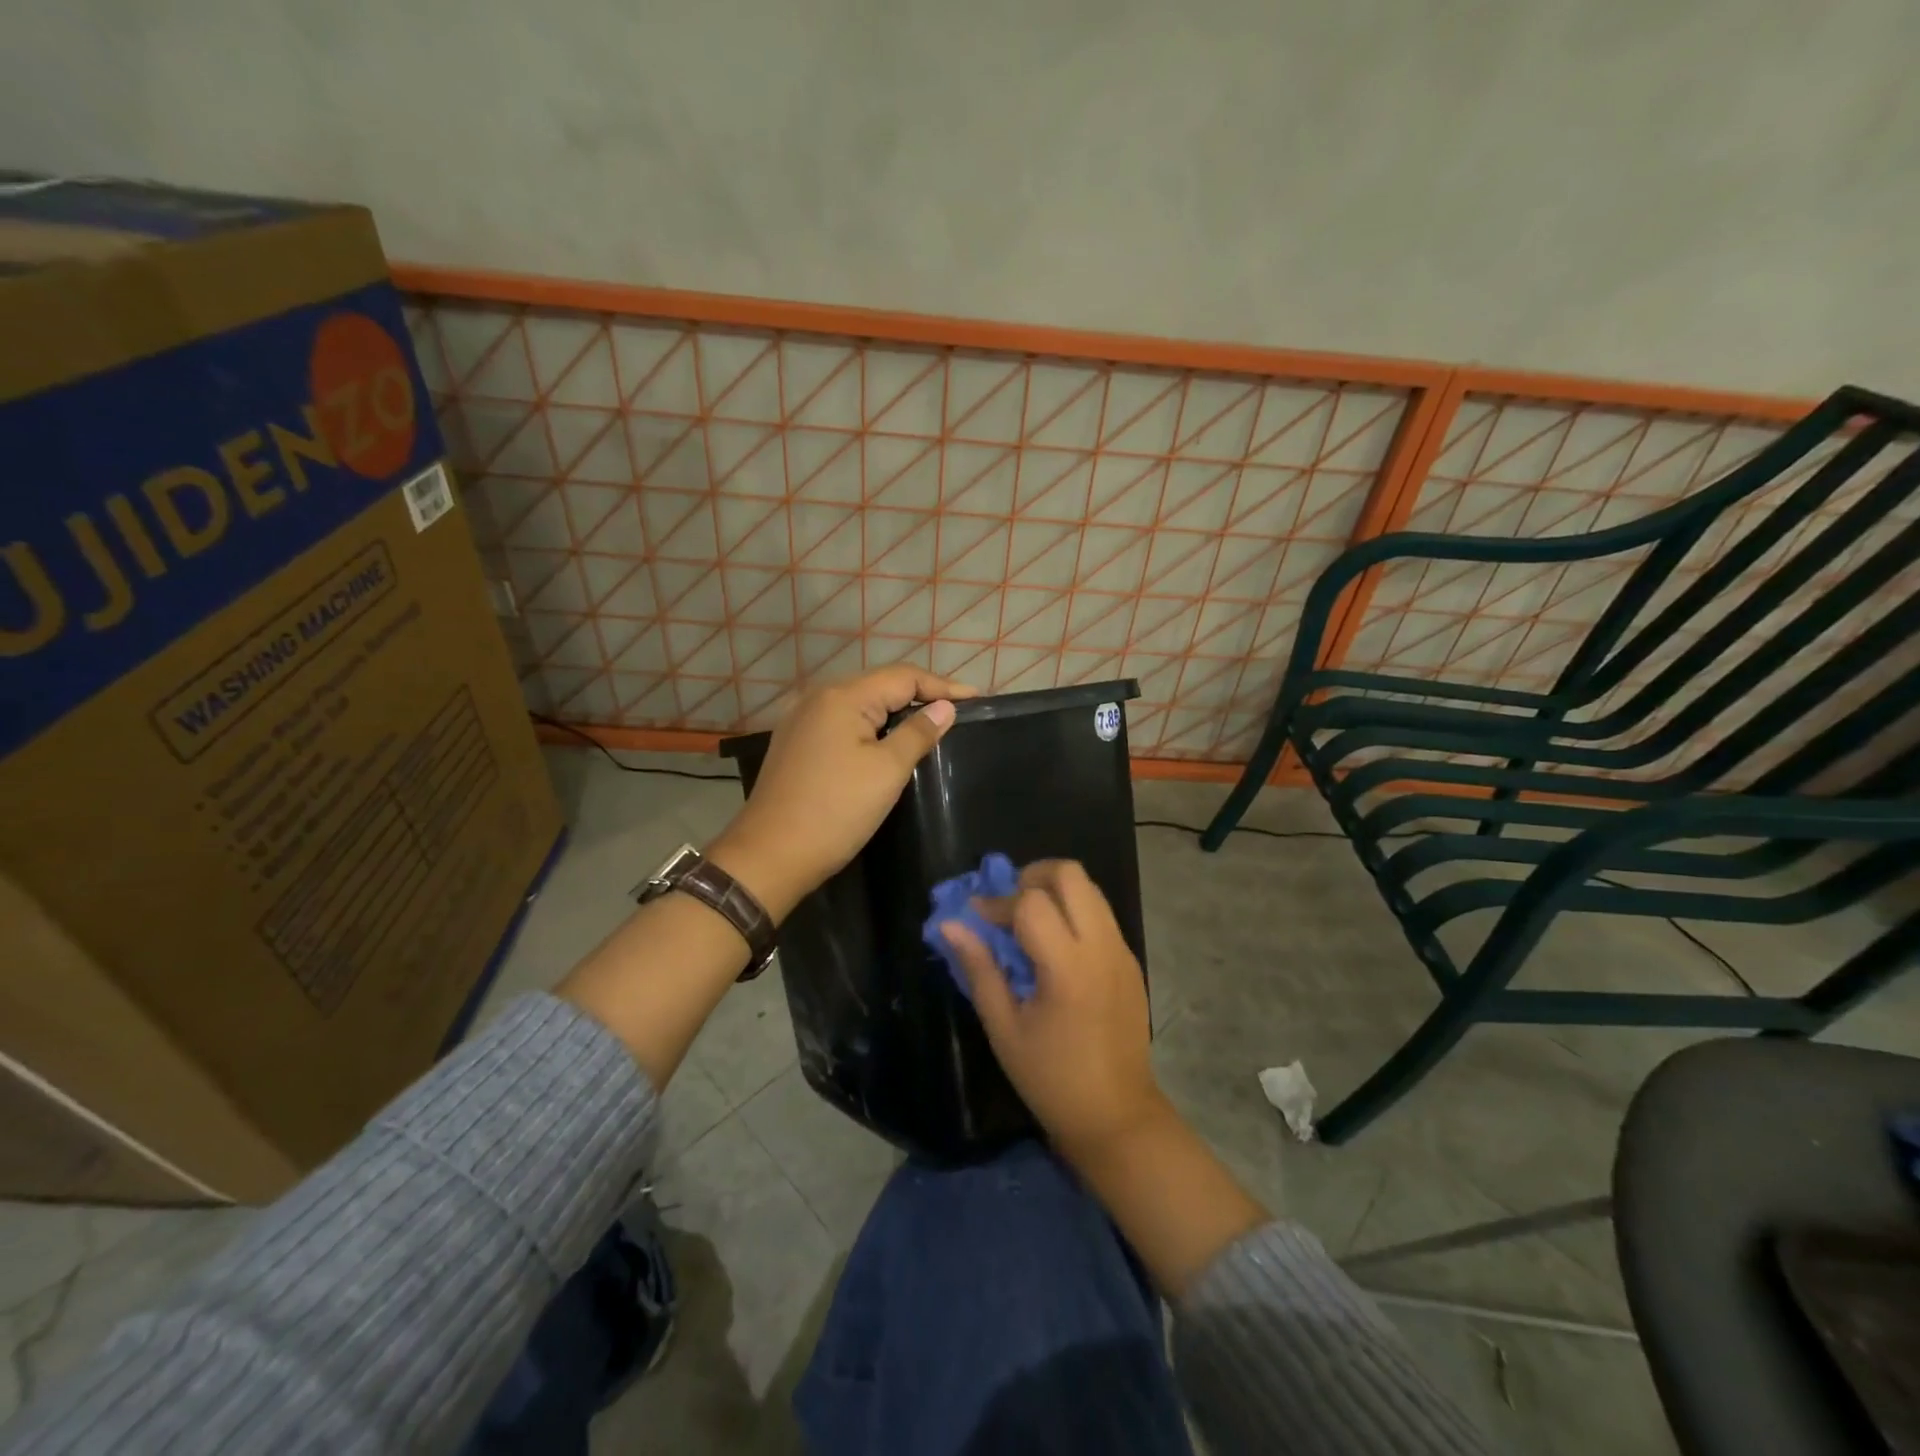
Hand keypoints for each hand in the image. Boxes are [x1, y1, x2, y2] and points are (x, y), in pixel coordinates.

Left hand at [712, 665, 974, 918]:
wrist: (770, 856)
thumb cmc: (835, 811)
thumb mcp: (886, 771)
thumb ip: (917, 733)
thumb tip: (944, 708)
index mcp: (842, 697)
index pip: (902, 676)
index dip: (941, 686)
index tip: (975, 700)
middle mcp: (817, 698)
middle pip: (878, 685)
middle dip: (918, 695)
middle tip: (955, 713)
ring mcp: (801, 721)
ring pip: (859, 705)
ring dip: (893, 712)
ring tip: (928, 724)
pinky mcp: (795, 744)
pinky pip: (841, 724)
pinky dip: (869, 728)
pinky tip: (885, 742)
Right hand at [941, 861, 1170, 1163]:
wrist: (1117, 1116)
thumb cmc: (1050, 1078)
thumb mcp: (1004, 1028)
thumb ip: (979, 969)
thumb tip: (951, 926)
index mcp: (1068, 967)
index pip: (1031, 903)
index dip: (997, 902)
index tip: (976, 917)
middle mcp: (1101, 947)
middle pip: (1071, 874)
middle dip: (1033, 876)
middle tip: (1009, 903)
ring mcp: (1122, 951)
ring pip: (1090, 888)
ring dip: (1056, 891)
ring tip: (1028, 921)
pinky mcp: (1131, 961)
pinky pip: (1101, 914)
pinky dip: (1075, 911)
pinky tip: (1055, 945)